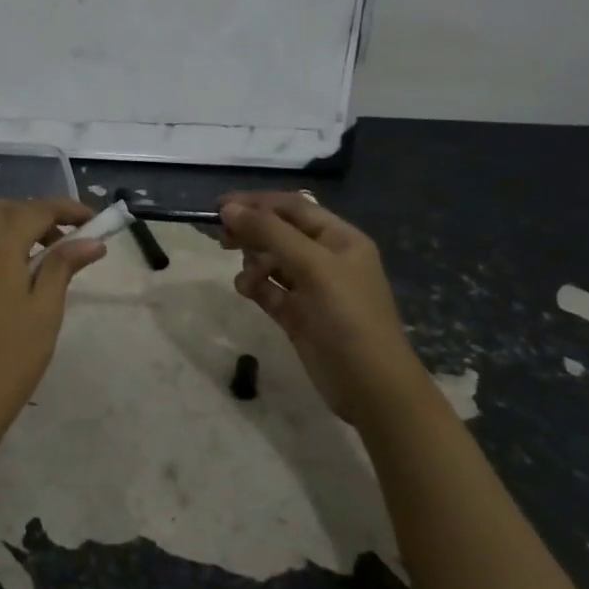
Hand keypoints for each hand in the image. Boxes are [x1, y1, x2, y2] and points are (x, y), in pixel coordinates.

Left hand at [0, 198, 105, 453]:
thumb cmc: (9, 360)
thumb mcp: (45, 312)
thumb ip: (63, 267)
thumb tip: (90, 240)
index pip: (34, 210)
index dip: (67, 209)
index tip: (95, 220)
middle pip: (3, 210)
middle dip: (36, 214)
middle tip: (66, 240)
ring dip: (16, 230)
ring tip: (46, 261)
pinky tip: (17, 279)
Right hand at [219, 192, 422, 424]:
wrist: (370, 386)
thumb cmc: (347, 317)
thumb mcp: (312, 267)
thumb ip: (270, 234)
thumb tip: (228, 209)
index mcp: (340, 239)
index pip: (292, 207)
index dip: (256, 202)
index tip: (218, 207)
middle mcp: (326, 258)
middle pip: (279, 231)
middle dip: (252, 231)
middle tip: (222, 239)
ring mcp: (311, 288)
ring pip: (271, 260)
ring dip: (253, 262)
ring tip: (248, 277)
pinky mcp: (297, 314)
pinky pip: (268, 289)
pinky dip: (255, 286)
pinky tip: (248, 292)